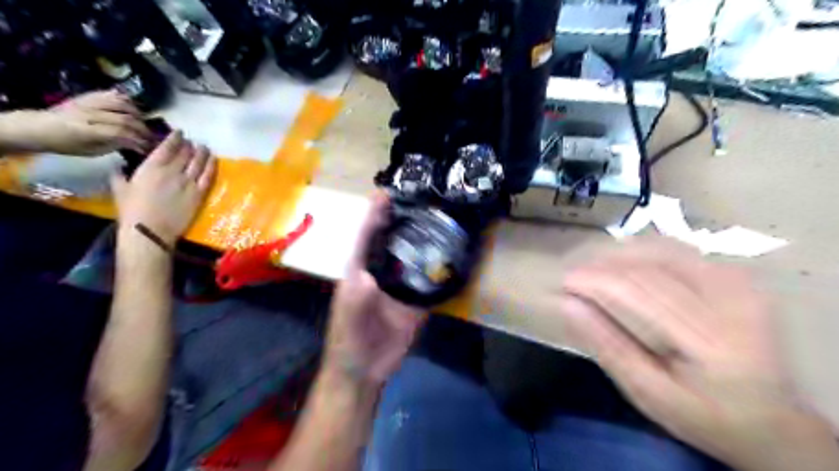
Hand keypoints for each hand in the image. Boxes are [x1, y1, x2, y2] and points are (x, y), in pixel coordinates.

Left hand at [27, 90, 152, 156]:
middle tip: (151, 137)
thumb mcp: (91, 151)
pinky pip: (111, 94)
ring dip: (137, 114)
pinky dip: (126, 100)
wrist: (39, 126)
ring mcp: (88, 102)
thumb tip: (135, 144)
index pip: (120, 133)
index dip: (138, 141)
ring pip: (121, 104)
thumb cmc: (66, 144)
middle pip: (125, 119)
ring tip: (142, 123)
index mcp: (86, 130)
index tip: (147, 147)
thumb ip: (114, 146)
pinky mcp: (88, 96)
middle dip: (142, 129)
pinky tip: (132, 108)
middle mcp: (88, 113)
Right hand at [111, 129, 214, 246]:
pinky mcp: (199, 194)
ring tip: (204, 147)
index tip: (180, 132)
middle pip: (185, 153)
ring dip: (202, 152)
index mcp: (152, 167)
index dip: (175, 138)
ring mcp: (189, 182)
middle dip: (189, 145)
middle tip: (192, 142)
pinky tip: (214, 160)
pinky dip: (212, 166)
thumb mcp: (119, 188)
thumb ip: (120, 175)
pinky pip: (208, 176)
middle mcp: (173, 171)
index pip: (167, 147)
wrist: (150, 229)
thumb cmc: (131, 210)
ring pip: (199, 162)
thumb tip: (119, 167)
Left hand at [322, 194, 427, 387]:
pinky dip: (439, 269)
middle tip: (424, 199)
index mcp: (360, 269)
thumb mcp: (349, 316)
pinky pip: (428, 280)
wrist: (365, 369)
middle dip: (404, 219)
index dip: (375, 212)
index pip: (367, 234)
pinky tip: (453, 256)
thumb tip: (371, 275)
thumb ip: (357, 296)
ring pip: (412, 257)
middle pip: (393, 240)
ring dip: (424, 240)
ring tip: (442, 220)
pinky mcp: (415, 300)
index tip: (388, 191)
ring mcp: (400, 285)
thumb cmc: (349, 338)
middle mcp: (381, 271)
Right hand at [556, 241, 838, 468]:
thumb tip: (567, 304)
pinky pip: (677, 250)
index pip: (638, 289)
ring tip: (591, 270)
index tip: (562, 282)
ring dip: (618, 255)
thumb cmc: (705, 415)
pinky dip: (642, 253)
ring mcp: (738, 281)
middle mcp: (730, 299)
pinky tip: (624, 266)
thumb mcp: (648, 393)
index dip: (594, 279)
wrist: (773, 420)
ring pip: (661, 249)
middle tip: (572, 276)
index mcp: (711, 338)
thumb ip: (607, 345)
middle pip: (648, 264)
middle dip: (601, 265)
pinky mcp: (737, 274)